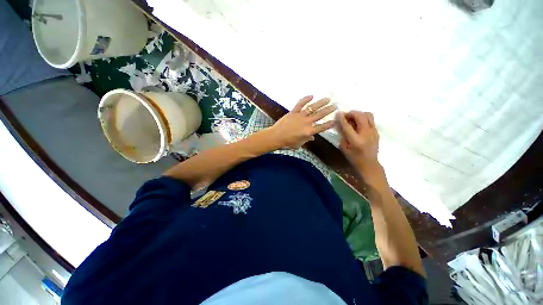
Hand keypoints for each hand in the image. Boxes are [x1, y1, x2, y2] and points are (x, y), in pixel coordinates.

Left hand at [267, 95, 336, 148]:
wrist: (275, 137)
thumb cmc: (287, 143)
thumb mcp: (299, 144)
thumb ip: (307, 139)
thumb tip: (313, 137)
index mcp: (309, 132)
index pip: (322, 127)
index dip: (330, 124)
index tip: (335, 120)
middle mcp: (306, 122)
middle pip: (320, 115)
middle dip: (328, 110)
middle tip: (335, 106)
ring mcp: (300, 116)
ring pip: (312, 108)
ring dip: (321, 103)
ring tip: (328, 99)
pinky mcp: (293, 112)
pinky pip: (300, 104)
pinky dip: (305, 99)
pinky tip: (311, 96)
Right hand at [337, 111, 380, 176]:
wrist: (369, 164)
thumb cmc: (354, 158)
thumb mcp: (344, 148)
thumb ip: (342, 135)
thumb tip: (339, 124)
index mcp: (356, 141)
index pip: (347, 126)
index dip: (342, 118)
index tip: (338, 113)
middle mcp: (366, 134)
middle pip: (360, 116)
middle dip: (352, 113)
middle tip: (345, 115)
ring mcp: (373, 132)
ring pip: (368, 115)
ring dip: (359, 114)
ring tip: (353, 118)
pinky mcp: (377, 131)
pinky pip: (370, 120)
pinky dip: (363, 118)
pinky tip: (358, 123)